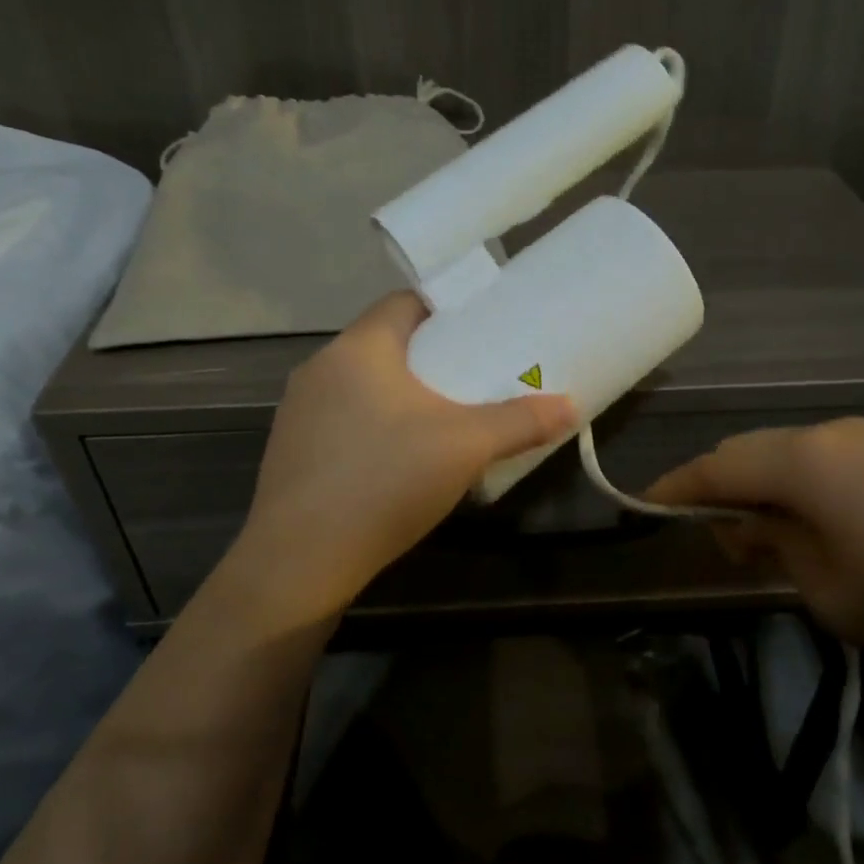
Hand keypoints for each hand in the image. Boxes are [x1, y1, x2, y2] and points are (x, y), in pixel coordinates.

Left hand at [227, 292, 576, 621]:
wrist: (301, 560)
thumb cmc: (385, 481)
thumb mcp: (465, 447)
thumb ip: (520, 421)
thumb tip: (571, 405)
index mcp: (358, 348)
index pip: (404, 302)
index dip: (446, 309)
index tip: (481, 330)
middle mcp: (320, 367)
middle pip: (386, 344)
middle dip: (430, 357)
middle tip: (474, 378)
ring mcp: (299, 410)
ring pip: (362, 385)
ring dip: (401, 394)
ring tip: (443, 420)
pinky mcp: (292, 450)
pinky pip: (343, 419)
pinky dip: (374, 425)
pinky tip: (398, 462)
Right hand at [647, 417, 863, 682]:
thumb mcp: (824, 587)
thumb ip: (769, 544)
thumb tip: (740, 523)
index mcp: (803, 460)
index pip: (715, 466)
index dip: (673, 489)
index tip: (641, 507)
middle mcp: (829, 433)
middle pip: (748, 452)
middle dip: (716, 488)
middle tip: (704, 535)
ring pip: (784, 454)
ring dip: (757, 488)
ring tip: (753, 537)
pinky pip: (820, 461)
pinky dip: (794, 487)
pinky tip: (803, 524)